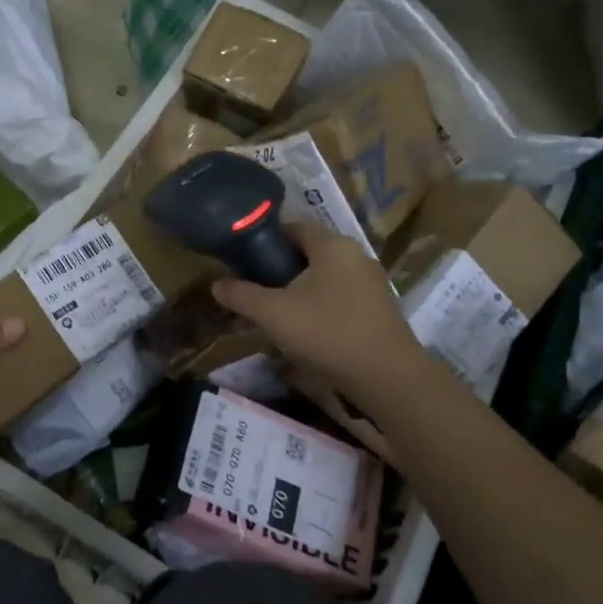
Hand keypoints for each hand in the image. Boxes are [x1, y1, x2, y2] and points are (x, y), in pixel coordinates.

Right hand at [211, 220, 420, 396]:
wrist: (386, 377)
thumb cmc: (327, 333)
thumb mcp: (273, 314)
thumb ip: (242, 296)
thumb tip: (216, 284)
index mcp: (333, 245)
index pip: (293, 227)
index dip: (265, 239)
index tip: (242, 259)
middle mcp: (356, 256)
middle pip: (309, 253)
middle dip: (279, 268)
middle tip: (253, 289)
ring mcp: (371, 283)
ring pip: (324, 278)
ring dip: (298, 291)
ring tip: (274, 313)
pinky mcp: (378, 310)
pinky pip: (339, 298)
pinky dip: (319, 307)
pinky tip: (305, 331)